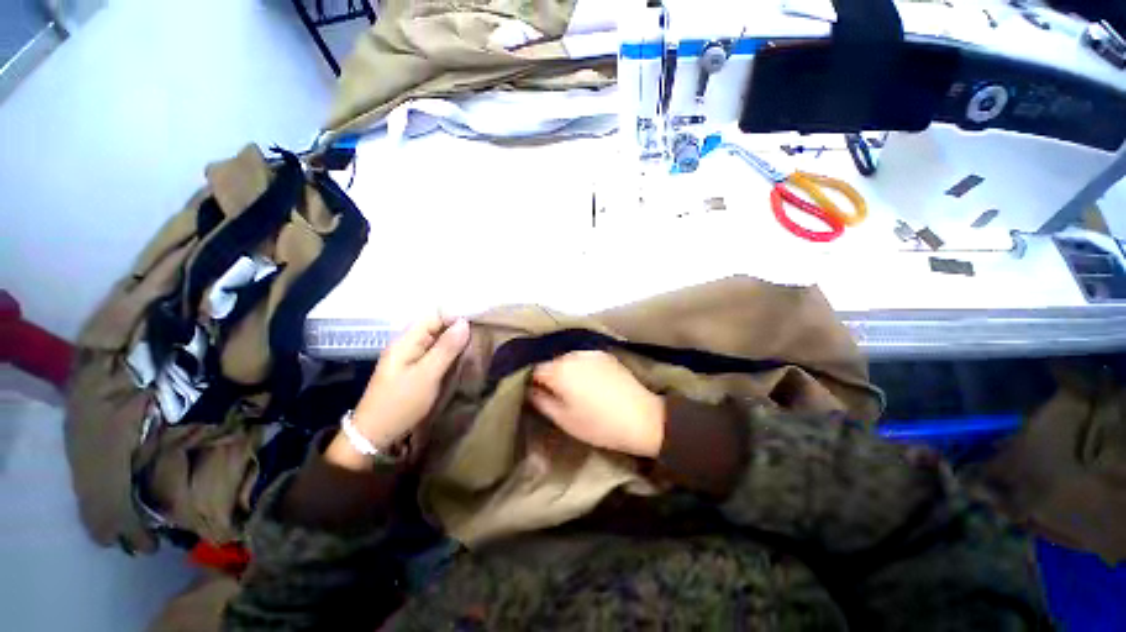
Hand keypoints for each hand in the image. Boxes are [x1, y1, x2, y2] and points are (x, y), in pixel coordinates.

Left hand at [327, 314, 469, 468]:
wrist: (375, 434)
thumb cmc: (401, 402)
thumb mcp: (427, 375)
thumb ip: (446, 348)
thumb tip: (465, 322)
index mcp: (406, 340)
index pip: (435, 316)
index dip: (456, 317)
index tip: (478, 325)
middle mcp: (408, 343)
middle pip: (437, 327)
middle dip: (458, 330)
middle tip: (480, 338)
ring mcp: (411, 356)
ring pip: (438, 341)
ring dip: (455, 343)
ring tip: (476, 347)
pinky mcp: (415, 368)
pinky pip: (435, 354)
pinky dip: (449, 354)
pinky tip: (462, 359)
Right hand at [528, 351, 664, 457]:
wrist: (642, 417)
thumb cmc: (598, 424)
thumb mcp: (564, 418)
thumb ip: (541, 400)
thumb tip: (530, 388)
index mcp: (559, 369)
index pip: (534, 368)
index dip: (530, 380)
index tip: (534, 392)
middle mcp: (572, 354)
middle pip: (550, 360)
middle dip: (547, 373)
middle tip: (552, 392)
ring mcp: (590, 351)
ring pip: (566, 357)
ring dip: (563, 369)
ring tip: (571, 387)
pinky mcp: (604, 354)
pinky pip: (582, 357)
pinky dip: (578, 366)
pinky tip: (587, 380)